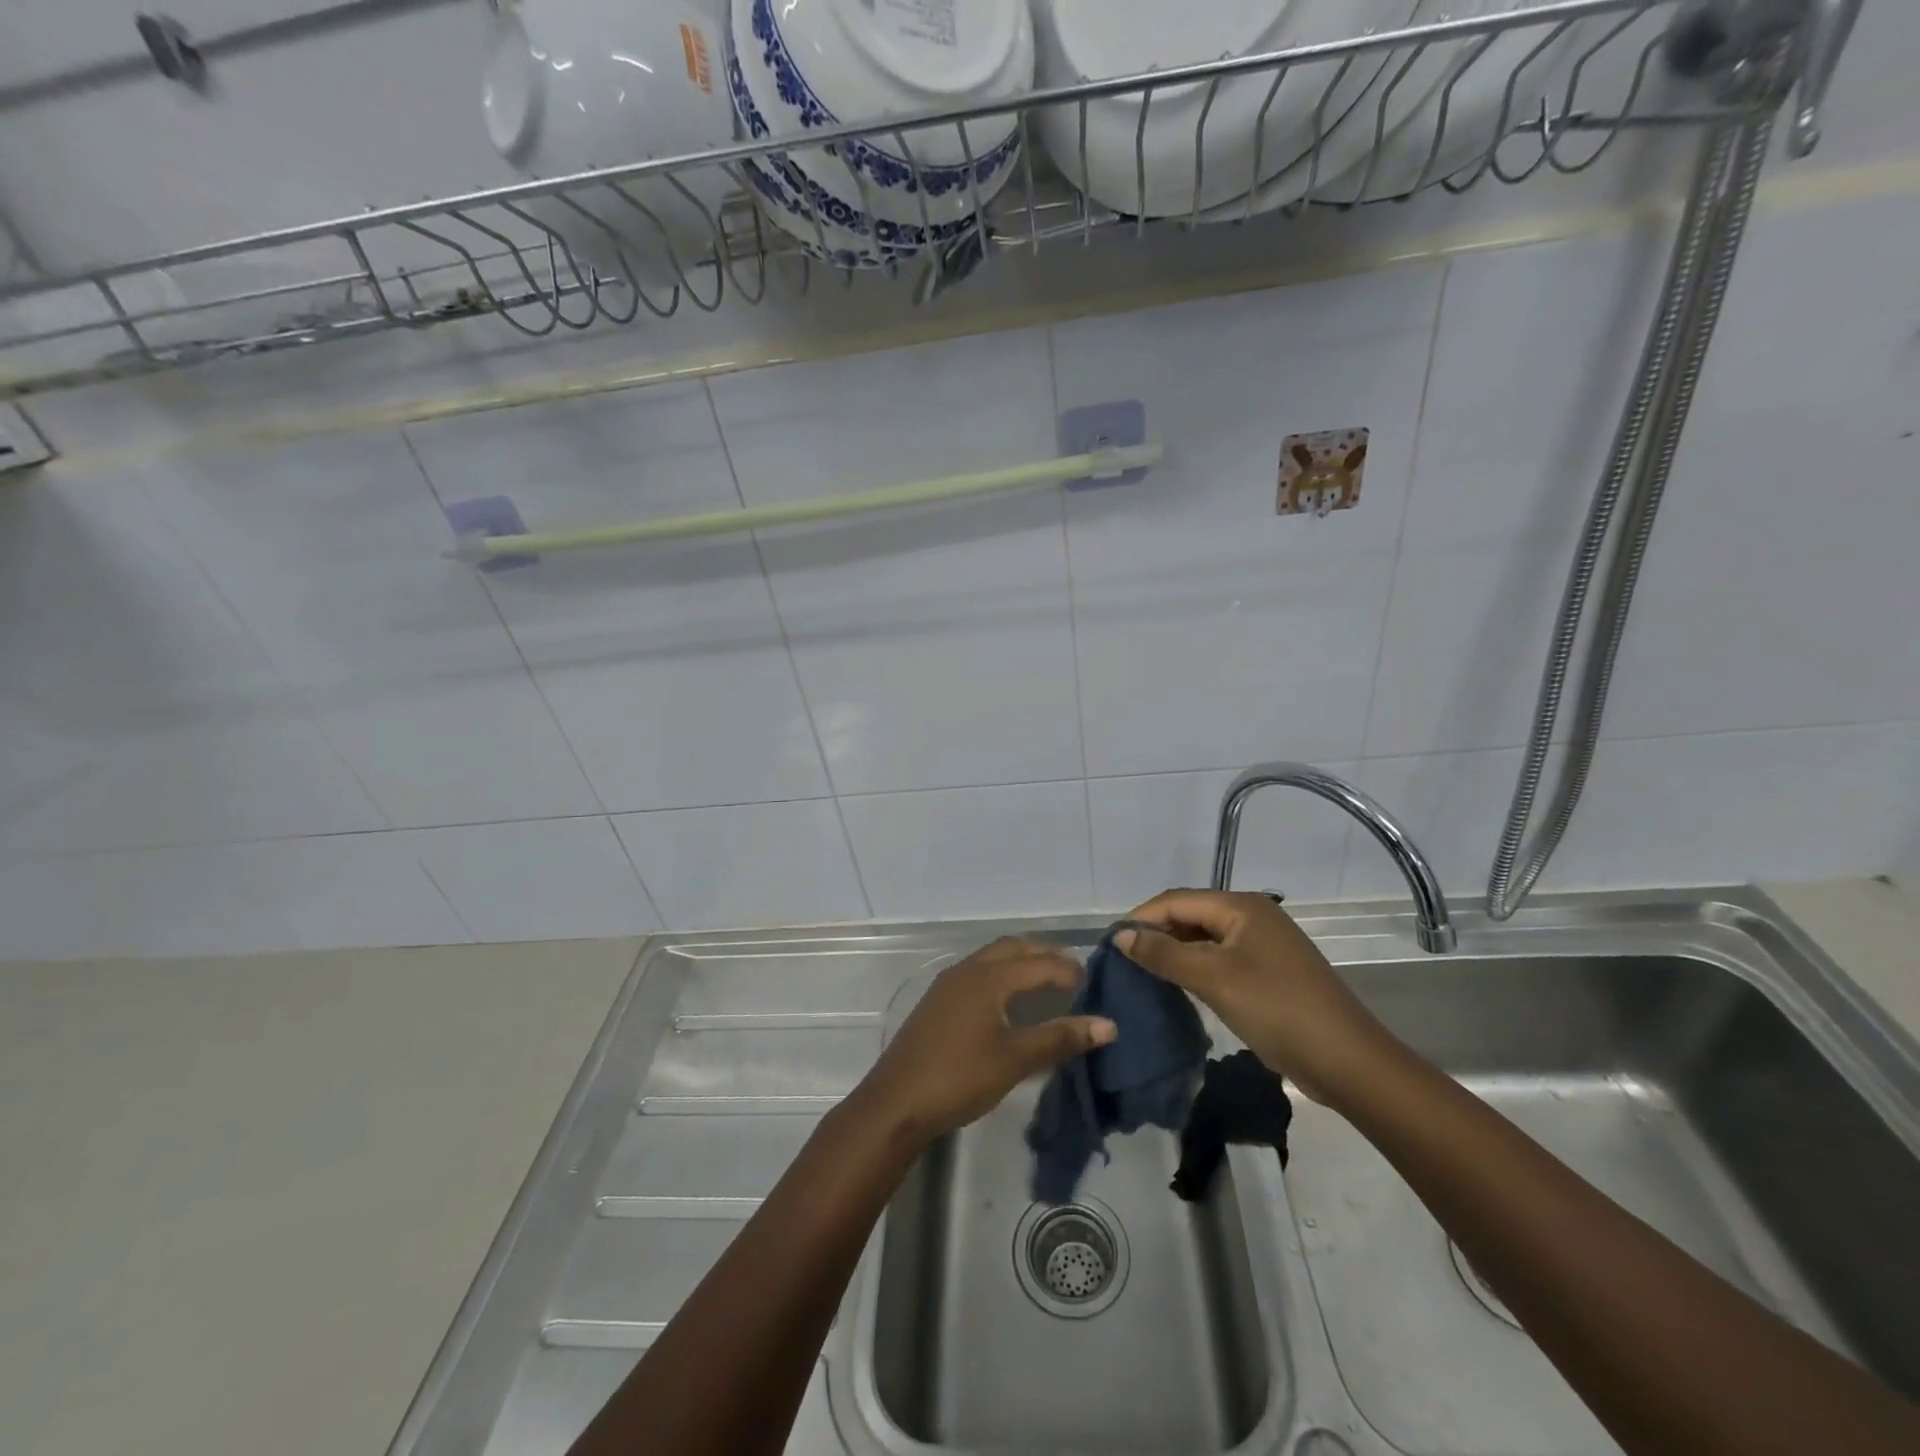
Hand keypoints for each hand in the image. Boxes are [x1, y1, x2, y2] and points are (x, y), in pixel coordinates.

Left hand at [854, 937, 1116, 1144]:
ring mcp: (949, 983)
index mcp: (989, 977)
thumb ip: (1060, 1037)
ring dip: (1021, 963)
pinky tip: (1010, 1002)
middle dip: (1045, 956)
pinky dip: (1003, 975)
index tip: (1095, 986)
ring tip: (1047, 985)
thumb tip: (1108, 1025)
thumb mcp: (1016, 1059)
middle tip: (1073, 976)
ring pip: (993, 958)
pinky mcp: (938, 1000)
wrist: (896, 1101)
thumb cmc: (960, 1077)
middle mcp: (968, 969)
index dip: (1069, 971)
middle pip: (1013, 948)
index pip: (1039, 963)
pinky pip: (979, 972)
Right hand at [1115, 889, 1402, 1105]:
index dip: (1141, 917)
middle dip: (1156, 933)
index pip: (1176, 900)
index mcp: (1241, 906)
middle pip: (1190, 915)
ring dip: (1174, 952)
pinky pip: (1220, 959)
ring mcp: (1263, 945)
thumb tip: (1121, 935)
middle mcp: (1252, 916)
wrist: (1347, 1062)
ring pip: (1204, 939)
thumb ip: (1164, 954)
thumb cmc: (1277, 1009)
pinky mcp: (1268, 973)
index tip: (1110, 944)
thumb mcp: (1214, 979)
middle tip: (1122, 960)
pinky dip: (1195, 967)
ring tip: (1141, 972)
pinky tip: (1177, 986)